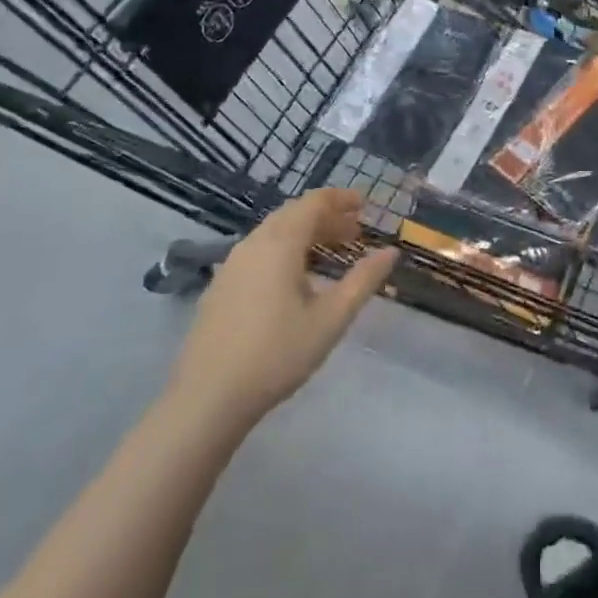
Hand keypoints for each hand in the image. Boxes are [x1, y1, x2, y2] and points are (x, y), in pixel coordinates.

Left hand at [171, 189, 399, 424]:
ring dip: (305, 233)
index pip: (313, 202)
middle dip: (326, 216)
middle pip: (293, 214)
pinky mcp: (220, 286)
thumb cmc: (276, 355)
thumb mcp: (331, 319)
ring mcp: (231, 264)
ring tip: (330, 252)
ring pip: (274, 232)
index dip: (341, 198)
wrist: (207, 399)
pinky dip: (284, 249)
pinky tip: (295, 279)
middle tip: (355, 231)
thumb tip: (390, 252)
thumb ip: (363, 281)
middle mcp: (253, 243)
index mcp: (280, 243)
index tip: (365, 205)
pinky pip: (258, 250)